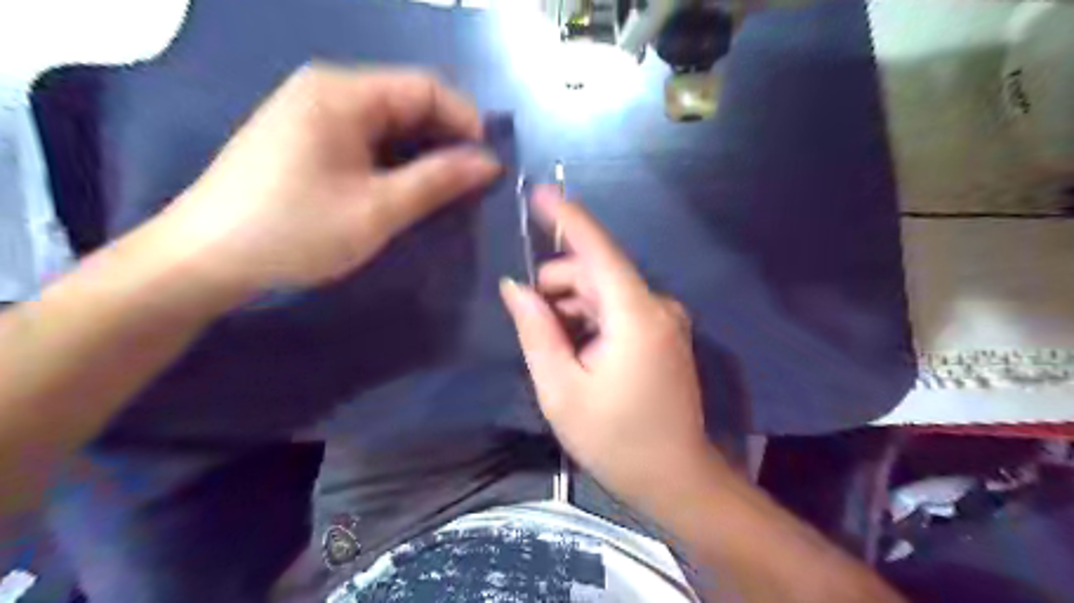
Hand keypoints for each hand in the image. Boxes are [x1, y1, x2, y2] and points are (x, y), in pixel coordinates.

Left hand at [143, 64, 503, 295]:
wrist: (205, 259)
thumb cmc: (296, 229)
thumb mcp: (378, 209)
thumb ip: (438, 180)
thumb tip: (490, 163)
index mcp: (343, 92)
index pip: (426, 87)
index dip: (466, 121)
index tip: (490, 164)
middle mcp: (328, 90)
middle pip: (408, 102)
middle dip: (447, 139)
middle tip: (473, 183)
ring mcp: (313, 114)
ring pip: (389, 123)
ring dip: (423, 153)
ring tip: (448, 190)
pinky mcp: (306, 140)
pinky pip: (367, 139)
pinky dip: (396, 161)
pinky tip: (408, 189)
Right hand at [501, 187, 716, 511]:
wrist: (674, 478)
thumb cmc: (614, 438)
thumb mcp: (561, 388)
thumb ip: (537, 331)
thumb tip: (515, 288)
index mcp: (635, 315)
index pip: (597, 250)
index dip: (567, 218)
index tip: (539, 192)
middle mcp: (657, 305)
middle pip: (596, 273)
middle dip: (558, 286)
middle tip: (530, 321)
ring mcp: (666, 319)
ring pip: (606, 291)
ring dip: (573, 306)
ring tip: (554, 347)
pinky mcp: (665, 333)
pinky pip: (620, 309)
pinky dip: (592, 318)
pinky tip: (578, 349)